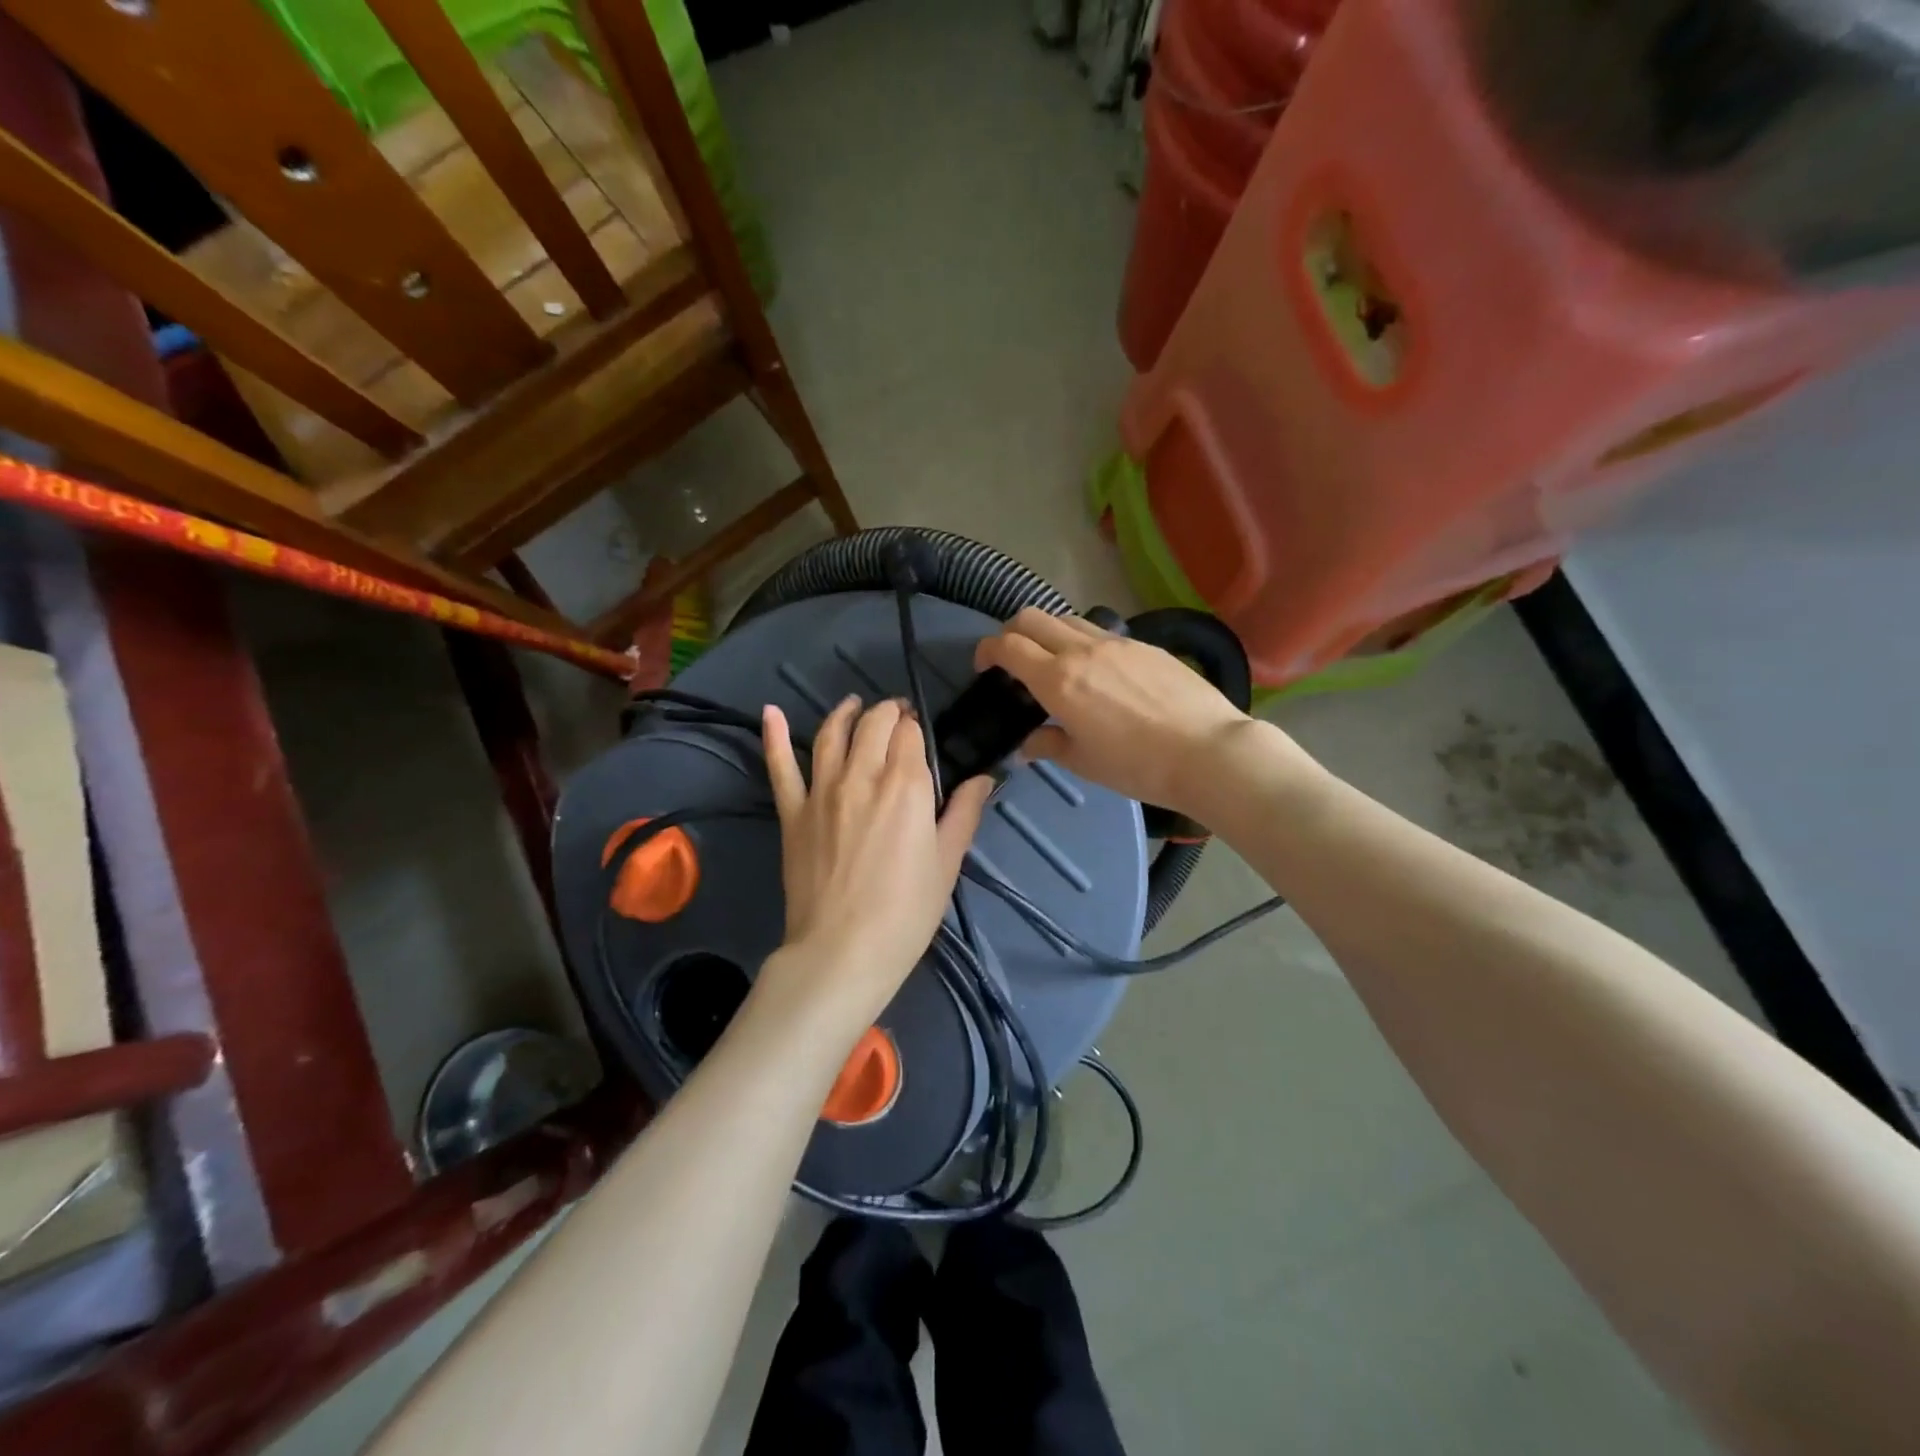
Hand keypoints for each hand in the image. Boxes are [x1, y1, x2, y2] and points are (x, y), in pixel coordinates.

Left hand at [760, 697, 992, 1028]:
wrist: (843, 949)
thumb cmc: (906, 911)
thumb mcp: (947, 862)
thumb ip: (964, 812)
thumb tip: (985, 777)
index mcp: (906, 784)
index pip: (909, 733)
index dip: (916, 727)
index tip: (920, 734)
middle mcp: (862, 774)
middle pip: (873, 724)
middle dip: (888, 713)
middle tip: (896, 718)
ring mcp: (821, 790)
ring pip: (831, 734)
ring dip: (845, 713)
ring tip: (854, 705)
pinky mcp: (792, 811)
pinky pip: (780, 766)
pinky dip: (773, 735)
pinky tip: (770, 711)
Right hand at [974, 608, 1263, 819]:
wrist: (1208, 752)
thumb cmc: (1138, 766)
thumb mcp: (1084, 762)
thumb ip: (1048, 744)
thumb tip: (1028, 743)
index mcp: (1058, 680)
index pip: (1008, 646)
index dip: (987, 650)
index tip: (984, 666)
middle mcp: (1082, 650)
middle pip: (1032, 618)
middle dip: (1011, 632)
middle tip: (1013, 659)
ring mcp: (1116, 643)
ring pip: (1067, 619)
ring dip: (1048, 633)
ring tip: (1055, 663)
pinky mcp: (1144, 646)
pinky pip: (1101, 632)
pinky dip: (1083, 641)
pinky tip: (1099, 672)